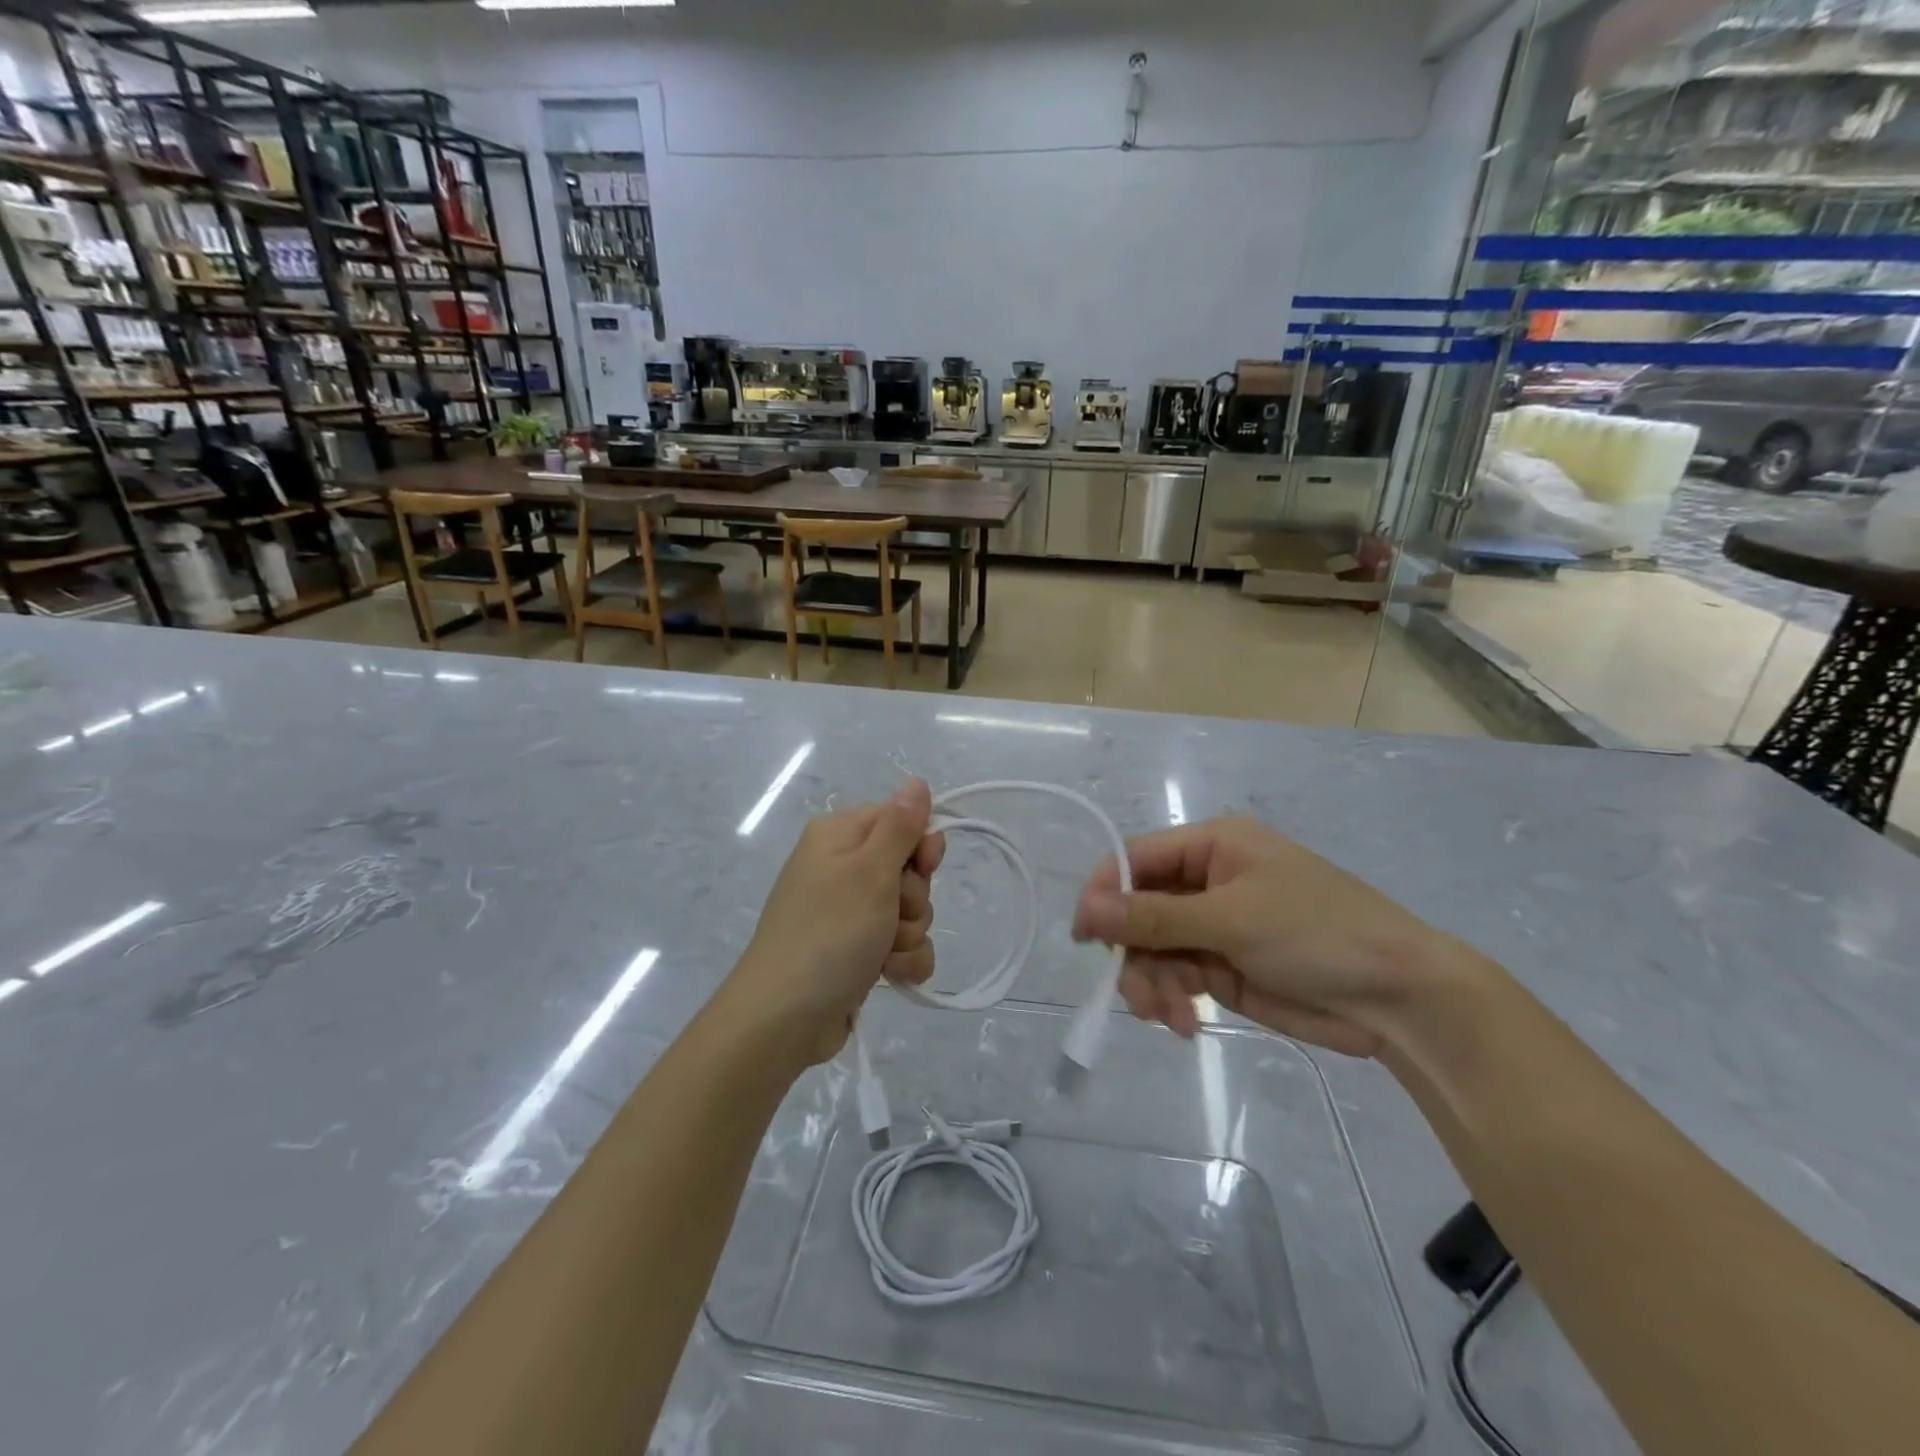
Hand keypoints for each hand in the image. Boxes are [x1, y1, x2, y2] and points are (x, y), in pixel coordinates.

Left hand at [726, 779, 945, 1065]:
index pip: (900, 820)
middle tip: (890, 915)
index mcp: (839, 836)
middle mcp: (842, 868)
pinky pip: (902, 944)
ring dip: (908, 935)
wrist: (784, 1018)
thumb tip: (917, 781)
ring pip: (911, 911)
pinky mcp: (856, 951)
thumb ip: (900, 826)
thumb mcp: (869, 871)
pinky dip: (902, 960)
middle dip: (913, 898)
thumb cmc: (829, 933)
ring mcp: (849, 913)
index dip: (920, 845)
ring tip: (881, 953)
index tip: (924, 867)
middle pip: (909, 869)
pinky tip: (888, 976)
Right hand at [1072, 817, 1472, 1058]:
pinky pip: (1176, 976)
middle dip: (1135, 953)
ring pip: (1153, 949)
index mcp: (1212, 845)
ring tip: (1171, 1017)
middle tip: (1139, 996)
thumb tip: (1086, 908)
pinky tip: (1186, 1023)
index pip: (1136, 859)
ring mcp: (1215, 925)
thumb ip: (1155, 916)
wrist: (1400, 998)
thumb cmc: (1317, 933)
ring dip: (1152, 983)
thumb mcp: (1232, 919)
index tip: (1084, 936)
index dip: (1105, 893)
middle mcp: (1207, 880)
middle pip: (1140, 910)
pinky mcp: (1224, 966)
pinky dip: (1173, 1000)